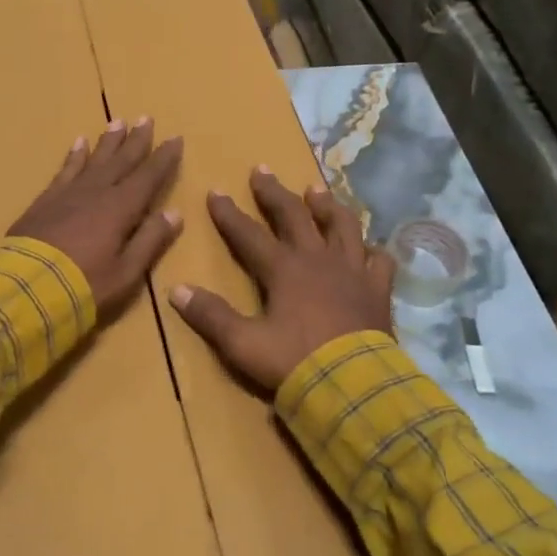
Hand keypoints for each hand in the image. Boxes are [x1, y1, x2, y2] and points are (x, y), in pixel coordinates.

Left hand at [9, 118, 183, 312]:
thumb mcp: (127, 271)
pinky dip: (74, 156)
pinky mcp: (45, 201)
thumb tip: (174, 213)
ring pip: (94, 159)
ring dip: (108, 142)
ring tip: (117, 122)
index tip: (175, 139)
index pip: (148, 176)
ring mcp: (68, 194)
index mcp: (121, 208)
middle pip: (121, 161)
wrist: (26, 288)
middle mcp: (97, 192)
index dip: (163, 158)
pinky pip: (65, 170)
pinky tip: (78, 143)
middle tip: (146, 118)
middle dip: (136, 140)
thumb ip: (150, 240)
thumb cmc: (84, 285)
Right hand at [169, 167, 395, 391]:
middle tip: (262, 170)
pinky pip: (379, 260)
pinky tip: (368, 247)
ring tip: (316, 190)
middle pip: (295, 216)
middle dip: (274, 193)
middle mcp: (319, 260)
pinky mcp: (378, 289)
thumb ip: (211, 316)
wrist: (352, 385)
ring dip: (327, 206)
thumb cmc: (294, 362)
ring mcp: (353, 271)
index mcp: (284, 270)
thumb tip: (177, 290)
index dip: (229, 214)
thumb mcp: (242, 343)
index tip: (216, 192)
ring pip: (342, 226)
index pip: (249, 234)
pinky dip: (372, 250)